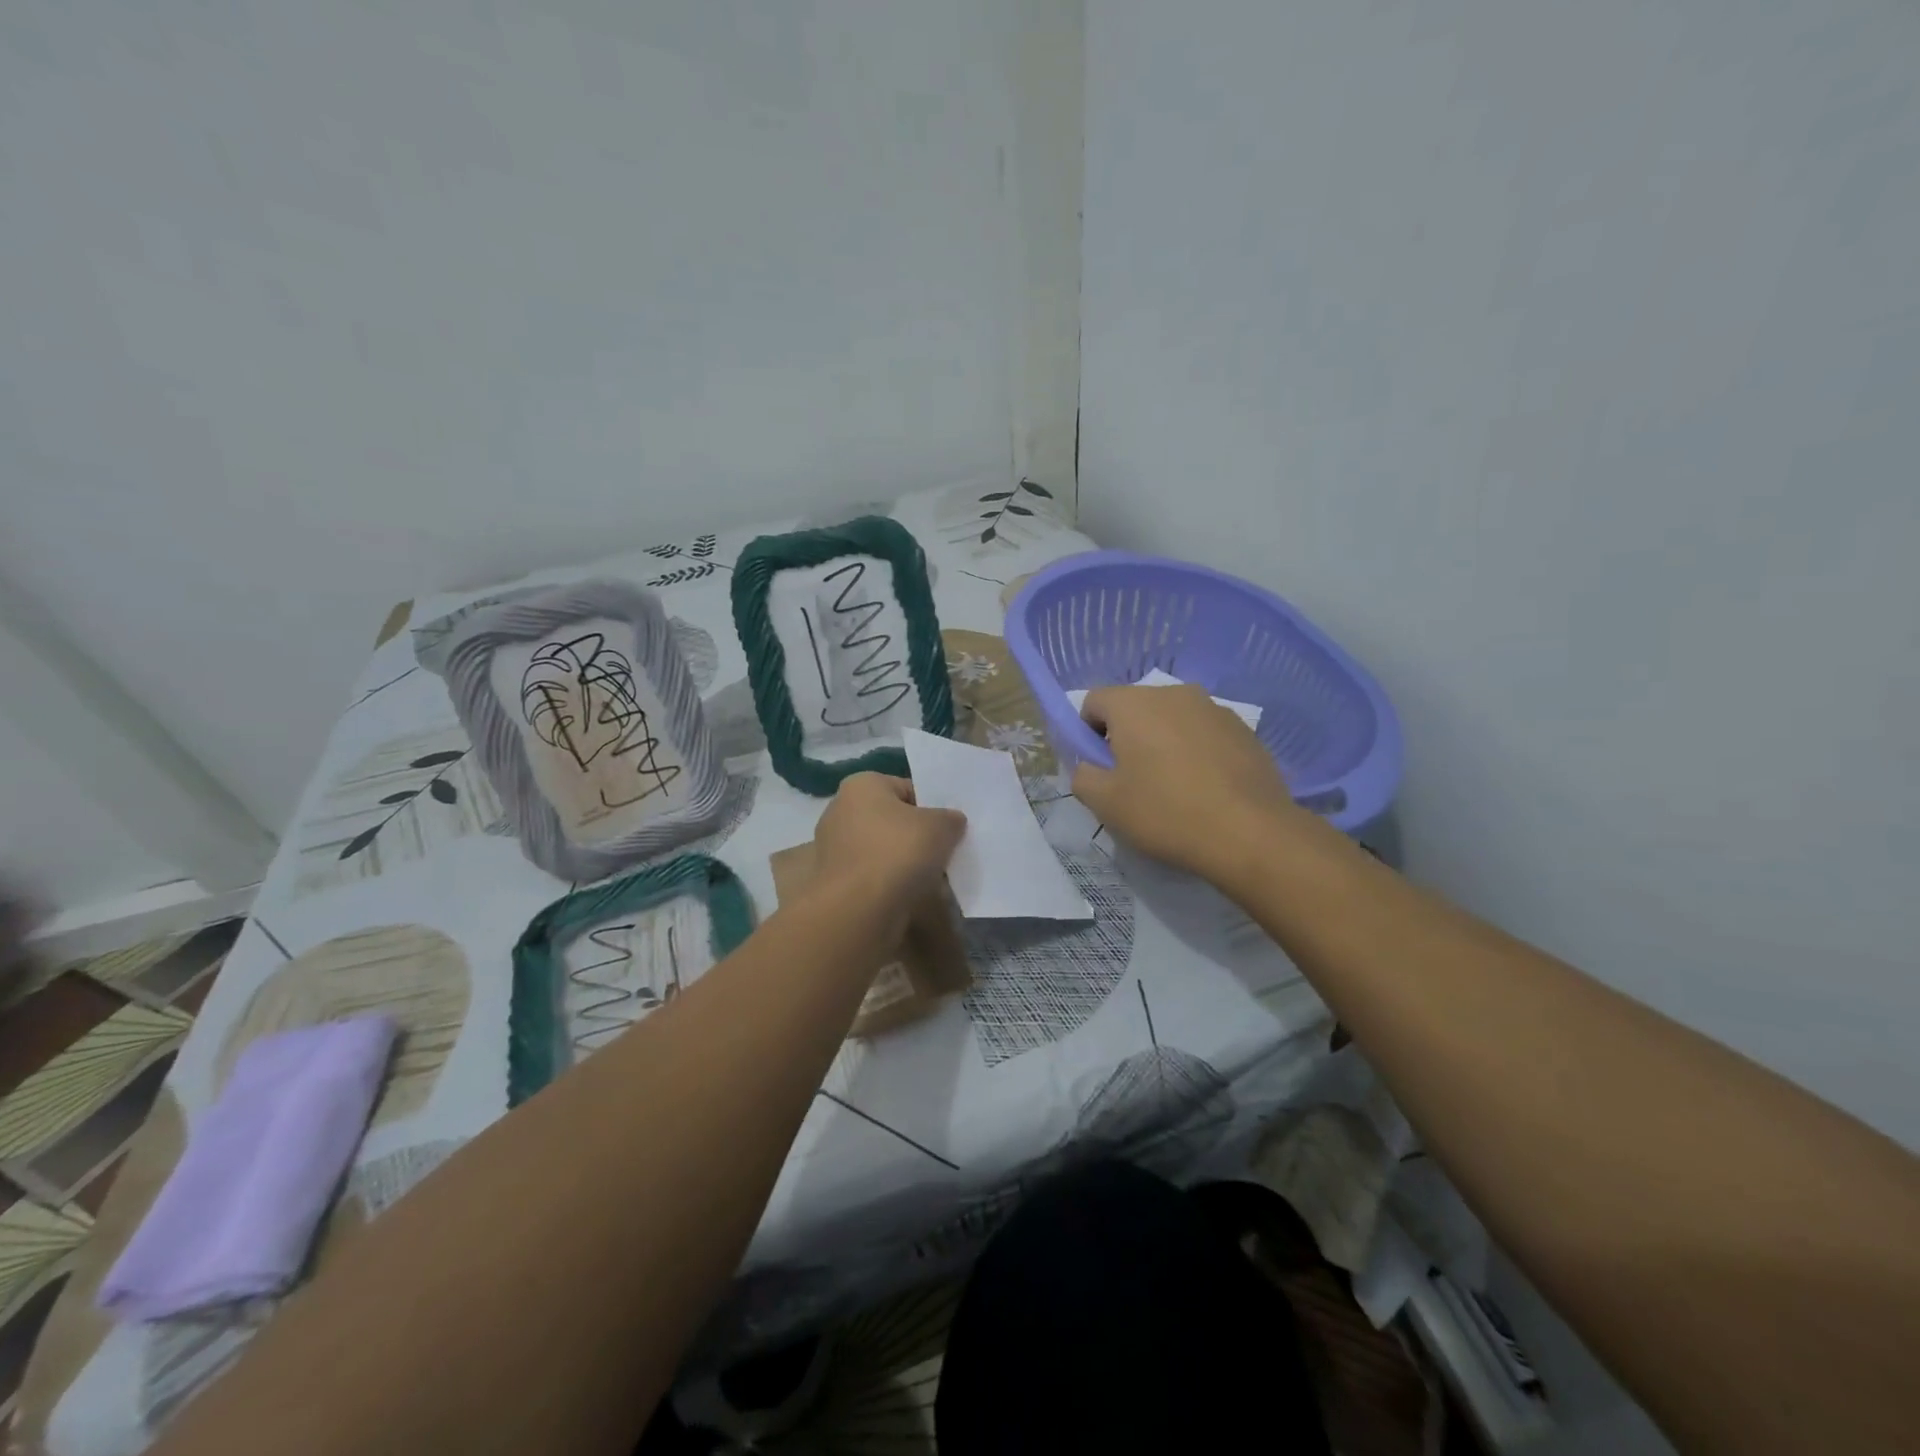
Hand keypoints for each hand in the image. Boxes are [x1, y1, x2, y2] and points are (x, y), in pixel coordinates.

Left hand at [810, 773, 965, 934]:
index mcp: (862, 785)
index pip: (906, 788)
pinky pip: (872, 875)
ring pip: (883, 849)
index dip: (932, 806)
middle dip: (918, 836)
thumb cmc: (898, 852)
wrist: (858, 911)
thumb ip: (950, 818)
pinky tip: (910, 896)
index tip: (949, 828)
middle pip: (893, 819)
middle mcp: (841, 810)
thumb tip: (951, 822)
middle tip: (944, 852)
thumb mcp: (941, 826)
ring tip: (932, 878)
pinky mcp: (836, 881)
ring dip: (905, 862)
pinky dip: (890, 883)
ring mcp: (834, 848)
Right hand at [1072, 686, 1302, 881]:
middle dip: (1126, 737)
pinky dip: (1195, 752)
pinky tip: (1204, 789)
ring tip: (1173, 788)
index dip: (1086, 733)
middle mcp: (1174, 693)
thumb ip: (1083, 775)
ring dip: (1163, 743)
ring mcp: (1214, 708)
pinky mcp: (1244, 729)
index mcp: (1134, 703)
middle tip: (1132, 781)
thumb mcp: (1105, 803)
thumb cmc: (1166, 813)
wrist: (1251, 834)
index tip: (1099, 768)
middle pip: (1134, 707)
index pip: (1093, 702)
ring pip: (1171, 719)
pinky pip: (1203, 733)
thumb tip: (1091, 766)